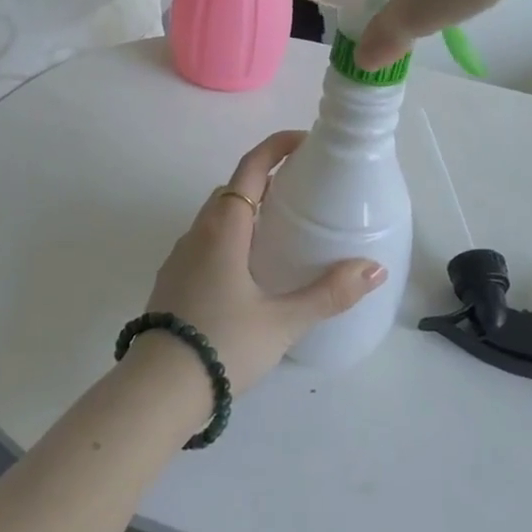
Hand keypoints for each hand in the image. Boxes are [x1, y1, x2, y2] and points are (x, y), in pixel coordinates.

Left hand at [138, 130, 386, 395]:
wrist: (157, 389)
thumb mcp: (283, 321)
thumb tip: (374, 268)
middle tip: (303, 191)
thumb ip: (329, 293)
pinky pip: (206, 242)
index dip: (277, 147)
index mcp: (224, 228)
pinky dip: (231, 237)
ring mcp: (181, 256)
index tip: (305, 141)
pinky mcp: (173, 280)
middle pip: (233, 189)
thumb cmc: (222, 344)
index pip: (251, 168)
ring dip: (247, 210)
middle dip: (266, 180)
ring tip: (282, 231)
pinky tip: (250, 271)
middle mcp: (198, 232)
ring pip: (217, 217)